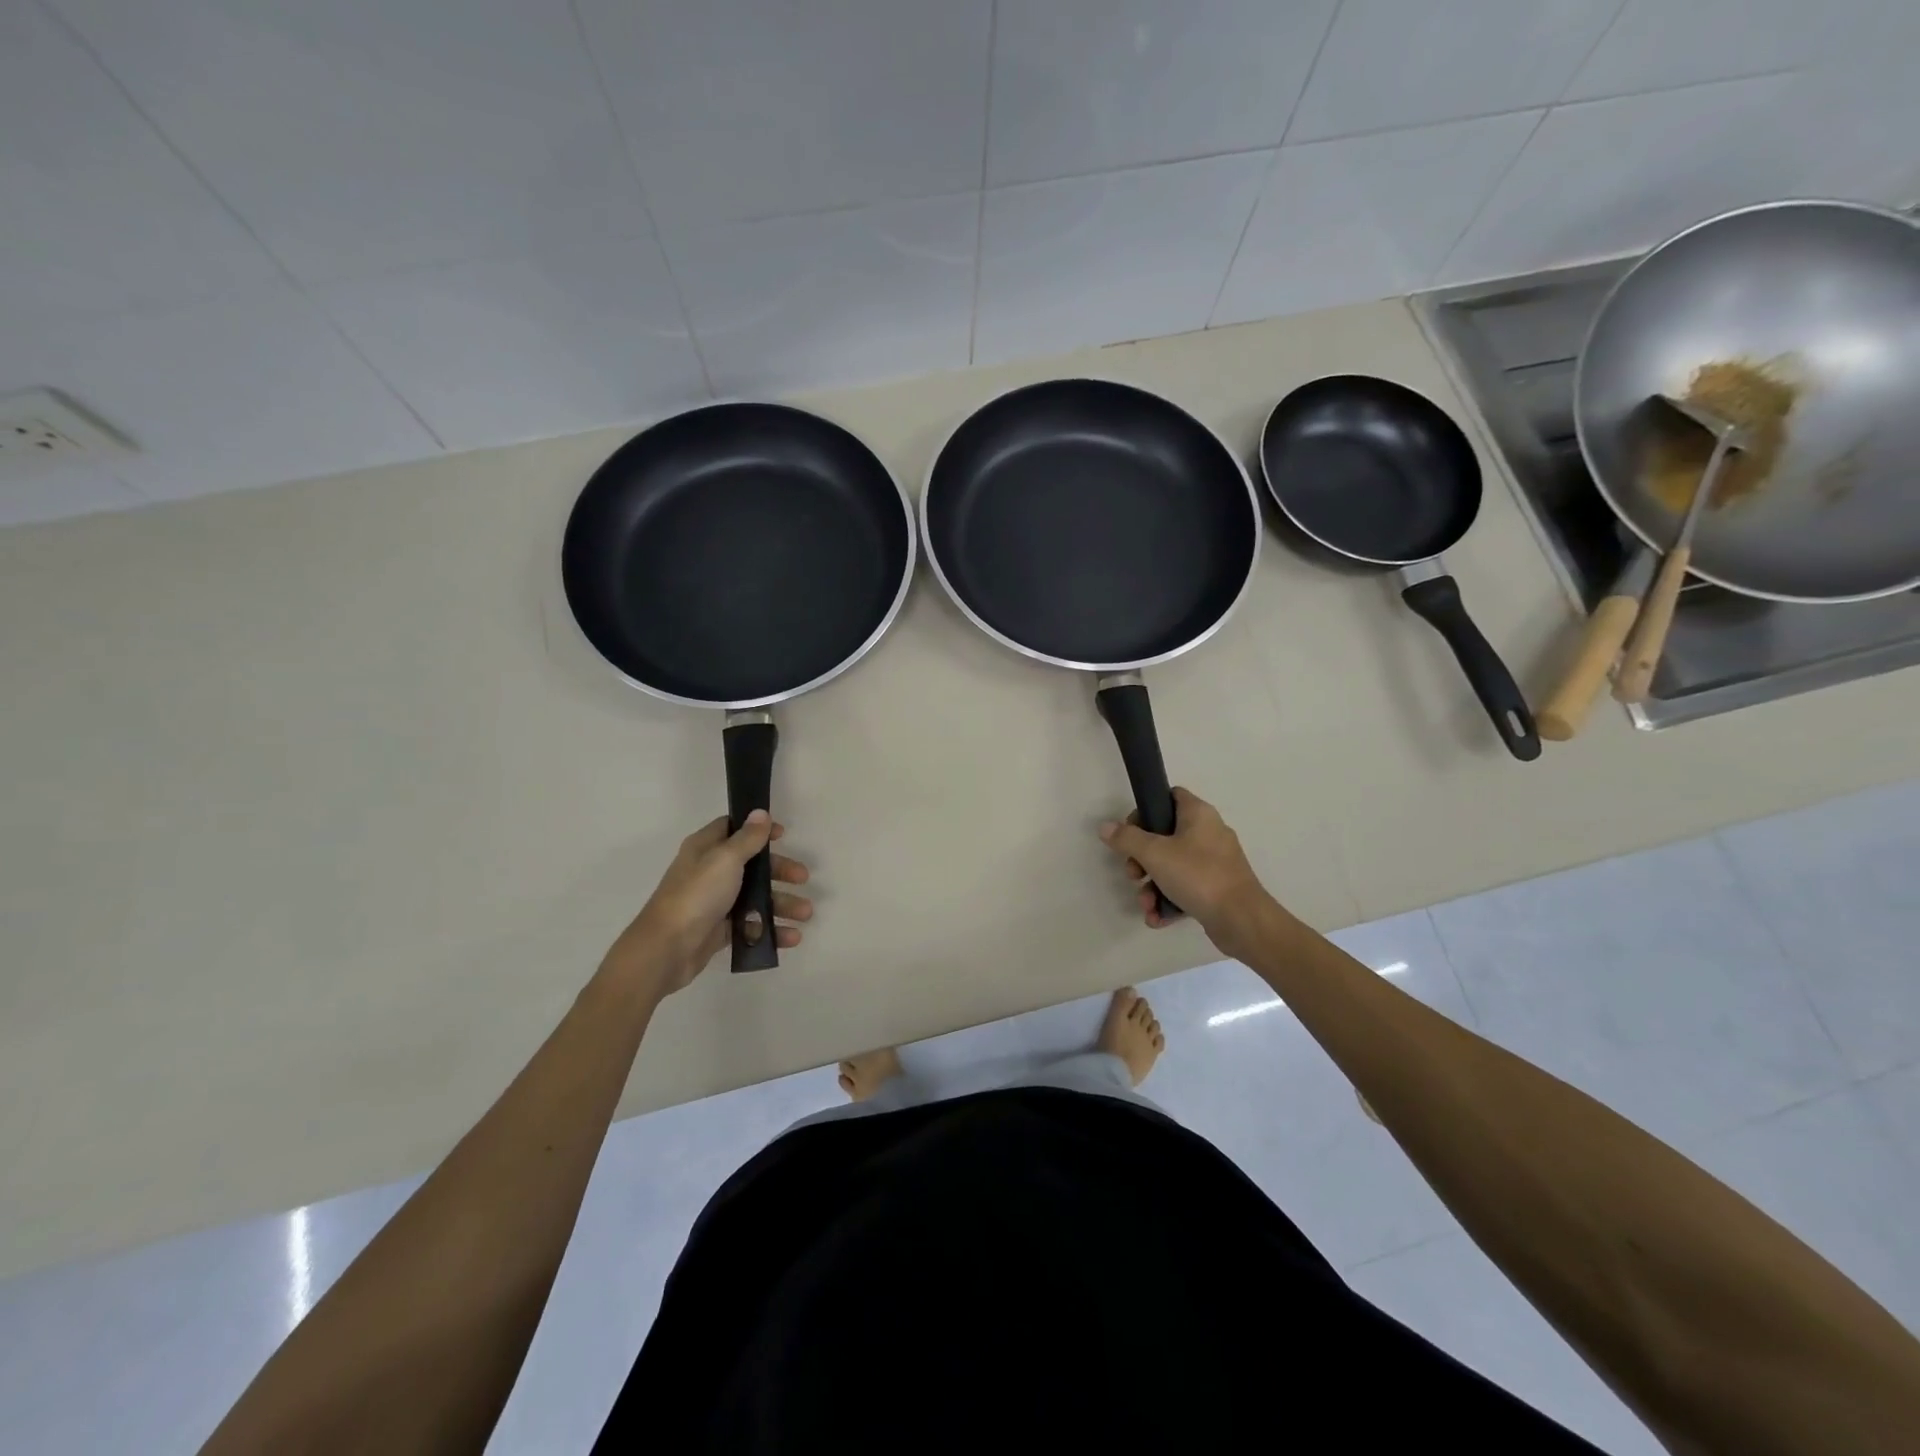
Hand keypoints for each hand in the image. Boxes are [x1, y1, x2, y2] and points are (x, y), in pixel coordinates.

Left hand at [603, 811, 811, 998]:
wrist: (666, 949)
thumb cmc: (696, 895)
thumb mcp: (725, 859)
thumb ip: (747, 838)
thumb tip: (760, 812)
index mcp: (705, 849)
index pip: (733, 829)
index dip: (758, 830)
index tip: (783, 836)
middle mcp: (709, 872)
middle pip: (751, 865)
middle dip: (780, 872)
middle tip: (803, 878)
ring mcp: (714, 902)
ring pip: (754, 898)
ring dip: (782, 904)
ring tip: (806, 914)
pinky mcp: (718, 930)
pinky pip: (750, 925)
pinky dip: (770, 930)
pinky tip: (791, 937)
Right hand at [1099, 787, 1275, 958]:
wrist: (1241, 920)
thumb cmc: (1197, 876)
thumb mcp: (1154, 854)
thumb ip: (1127, 838)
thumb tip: (1105, 827)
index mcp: (1198, 814)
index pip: (1169, 796)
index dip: (1146, 810)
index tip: (1130, 831)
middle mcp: (1208, 833)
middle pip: (1164, 836)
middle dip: (1142, 859)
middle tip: (1133, 874)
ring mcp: (1213, 862)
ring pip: (1172, 866)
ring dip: (1152, 886)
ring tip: (1146, 904)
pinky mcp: (1216, 888)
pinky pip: (1184, 888)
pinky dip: (1168, 900)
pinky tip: (1157, 918)